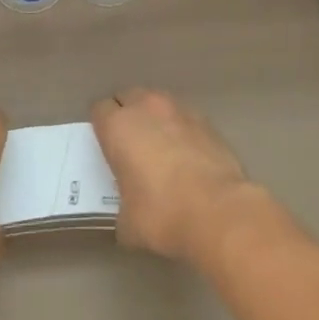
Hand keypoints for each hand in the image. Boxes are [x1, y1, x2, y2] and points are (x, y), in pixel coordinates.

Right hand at [91, 88, 259, 261]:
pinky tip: (187, 155)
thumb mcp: (127, 222)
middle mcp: (147, 108)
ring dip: (155, 118)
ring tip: (160, 147)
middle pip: (128, 97)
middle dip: (127, 114)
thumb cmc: (162, 214)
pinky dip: (181, 130)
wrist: (218, 211)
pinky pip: (185, 118)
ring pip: (158, 103)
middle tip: (130, 144)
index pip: (99, 109)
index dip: (101, 126)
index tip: (105, 145)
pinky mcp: (207, 122)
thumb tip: (130, 214)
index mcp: (118, 126)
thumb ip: (122, 208)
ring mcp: (180, 111)